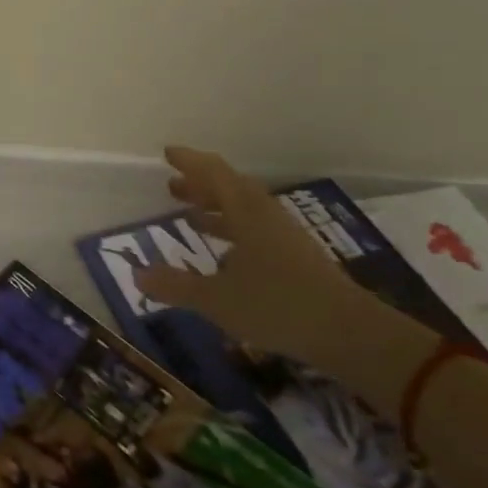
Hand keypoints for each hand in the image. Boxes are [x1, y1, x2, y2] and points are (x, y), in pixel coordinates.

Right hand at [134, 146, 413, 381]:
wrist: (351, 334)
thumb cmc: (277, 306)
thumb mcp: (215, 299)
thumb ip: (175, 286)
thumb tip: (137, 273)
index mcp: (245, 213)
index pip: (213, 174)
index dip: (190, 161)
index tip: (168, 153)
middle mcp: (265, 217)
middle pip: (231, 188)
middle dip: (200, 185)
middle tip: (172, 186)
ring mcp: (285, 238)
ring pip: (245, 210)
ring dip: (216, 208)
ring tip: (191, 216)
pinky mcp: (297, 259)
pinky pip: (257, 231)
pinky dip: (234, 231)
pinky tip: (224, 255)